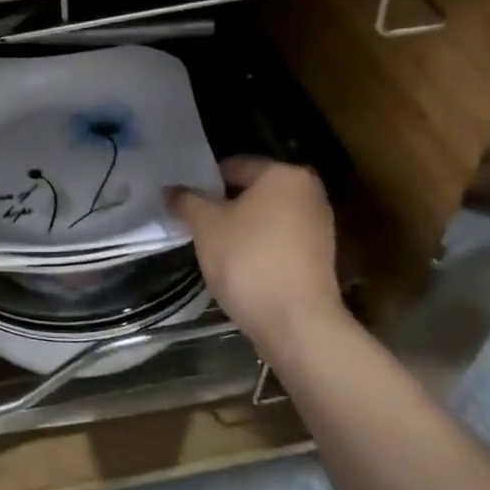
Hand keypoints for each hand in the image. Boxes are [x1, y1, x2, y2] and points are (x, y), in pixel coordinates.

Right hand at [164, 156, 344, 355]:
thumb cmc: (248, 259)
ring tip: (213, 245)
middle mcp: (309, 193)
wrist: (297, 323)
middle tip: (195, 222)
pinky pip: (279, 240)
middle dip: (223, 205)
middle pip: (253, 191)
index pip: (234, 166)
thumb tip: (169, 190)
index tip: (184, 201)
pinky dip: (259, 246)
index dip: (204, 182)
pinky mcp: (320, 258)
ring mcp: (319, 226)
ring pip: (266, 217)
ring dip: (241, 227)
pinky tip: (238, 264)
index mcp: (284, 175)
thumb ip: (187, 201)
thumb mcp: (206, 226)